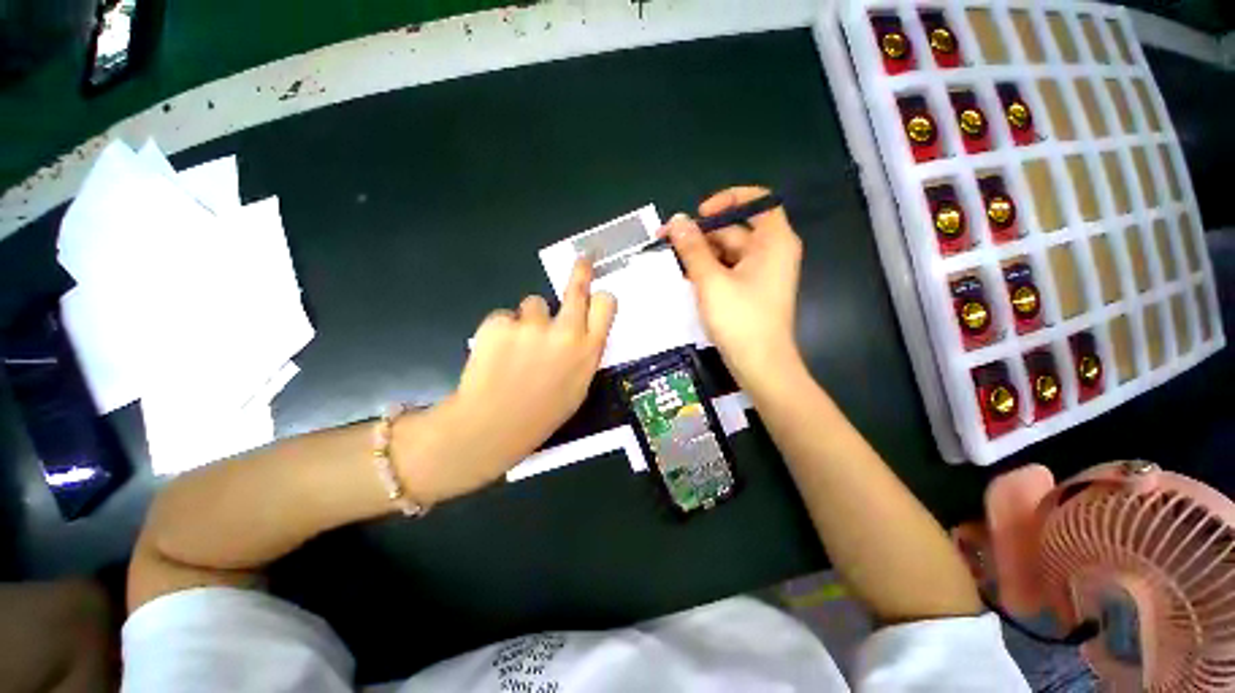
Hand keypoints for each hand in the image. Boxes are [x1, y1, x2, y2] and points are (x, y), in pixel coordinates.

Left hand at [396, 260, 616, 502]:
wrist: (491, 426)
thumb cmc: (541, 413)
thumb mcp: (578, 388)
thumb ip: (584, 355)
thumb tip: (584, 332)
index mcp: (588, 350)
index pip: (605, 304)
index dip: (601, 297)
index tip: (596, 292)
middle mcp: (565, 331)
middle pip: (577, 287)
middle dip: (581, 271)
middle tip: (583, 259)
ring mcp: (532, 325)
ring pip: (533, 304)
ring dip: (528, 319)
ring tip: (517, 348)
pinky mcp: (500, 323)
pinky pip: (505, 317)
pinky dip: (501, 331)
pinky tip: (496, 355)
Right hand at [666, 186, 802, 386]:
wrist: (759, 366)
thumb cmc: (740, 320)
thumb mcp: (711, 281)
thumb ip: (693, 248)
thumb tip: (677, 220)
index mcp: (773, 241)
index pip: (758, 201)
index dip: (728, 200)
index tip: (699, 214)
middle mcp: (771, 252)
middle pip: (735, 229)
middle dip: (702, 234)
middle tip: (667, 241)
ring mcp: (761, 273)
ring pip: (727, 252)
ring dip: (701, 255)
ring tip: (672, 262)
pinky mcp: (750, 291)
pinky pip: (727, 270)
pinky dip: (708, 271)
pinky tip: (686, 278)